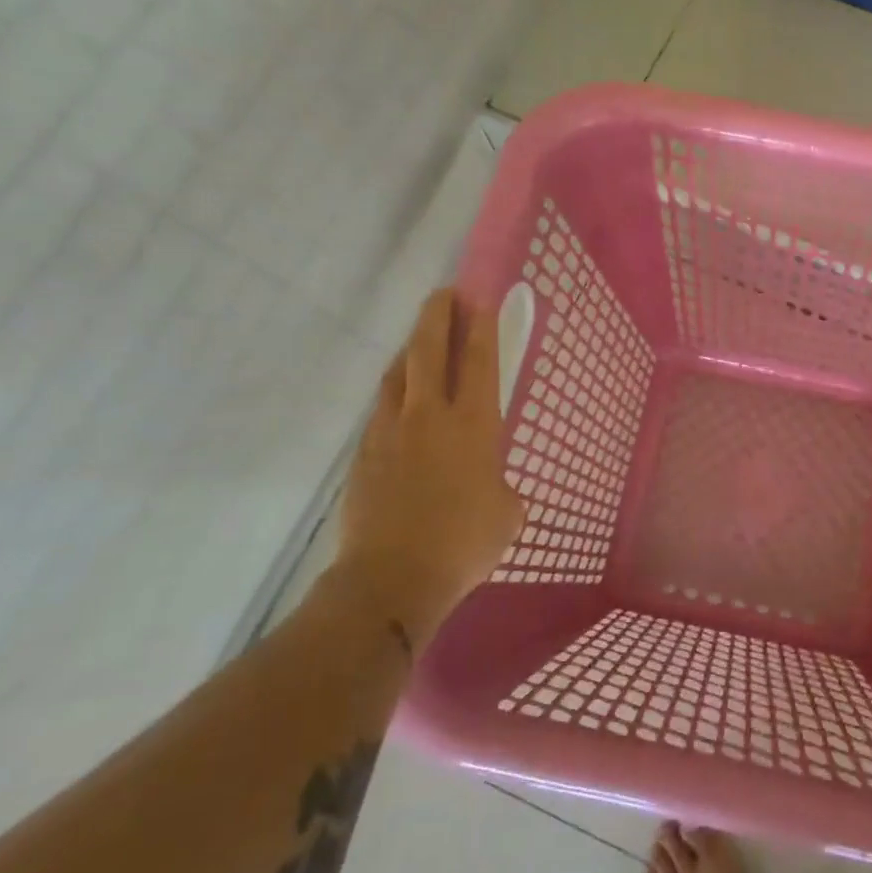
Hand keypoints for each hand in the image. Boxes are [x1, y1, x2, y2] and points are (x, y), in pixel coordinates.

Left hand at [331, 289, 524, 648]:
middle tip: (445, 294)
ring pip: (398, 374)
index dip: (480, 327)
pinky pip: (381, 409)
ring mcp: (390, 432)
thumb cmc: (463, 544)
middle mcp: (429, 416)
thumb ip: (503, 488)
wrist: (391, 578)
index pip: (479, 362)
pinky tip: (399, 402)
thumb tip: (492, 487)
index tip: (479, 298)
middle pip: (429, 351)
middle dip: (438, 316)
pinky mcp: (364, 454)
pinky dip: (394, 393)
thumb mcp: (507, 515)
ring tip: (420, 340)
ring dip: (411, 350)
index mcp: (473, 426)